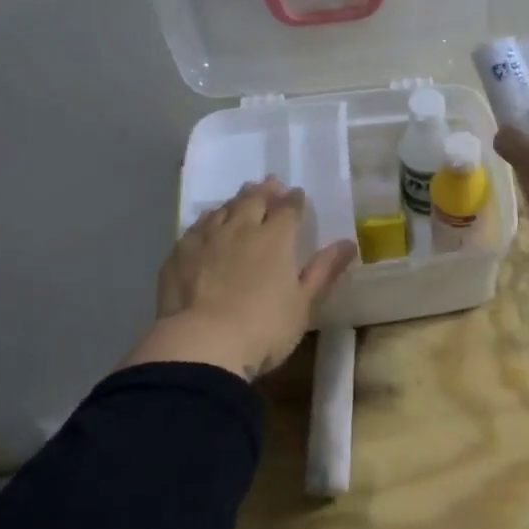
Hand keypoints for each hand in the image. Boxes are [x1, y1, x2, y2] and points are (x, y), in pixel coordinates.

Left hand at [130, 178, 357, 381]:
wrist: (202, 344)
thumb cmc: (264, 328)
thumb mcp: (303, 303)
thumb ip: (324, 270)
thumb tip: (348, 243)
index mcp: (275, 238)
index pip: (288, 208)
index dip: (294, 200)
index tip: (298, 194)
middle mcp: (241, 228)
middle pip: (254, 200)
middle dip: (266, 190)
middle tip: (270, 184)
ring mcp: (207, 238)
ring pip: (224, 208)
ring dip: (236, 200)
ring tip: (242, 196)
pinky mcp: (180, 253)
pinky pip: (197, 226)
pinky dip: (208, 219)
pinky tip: (208, 222)